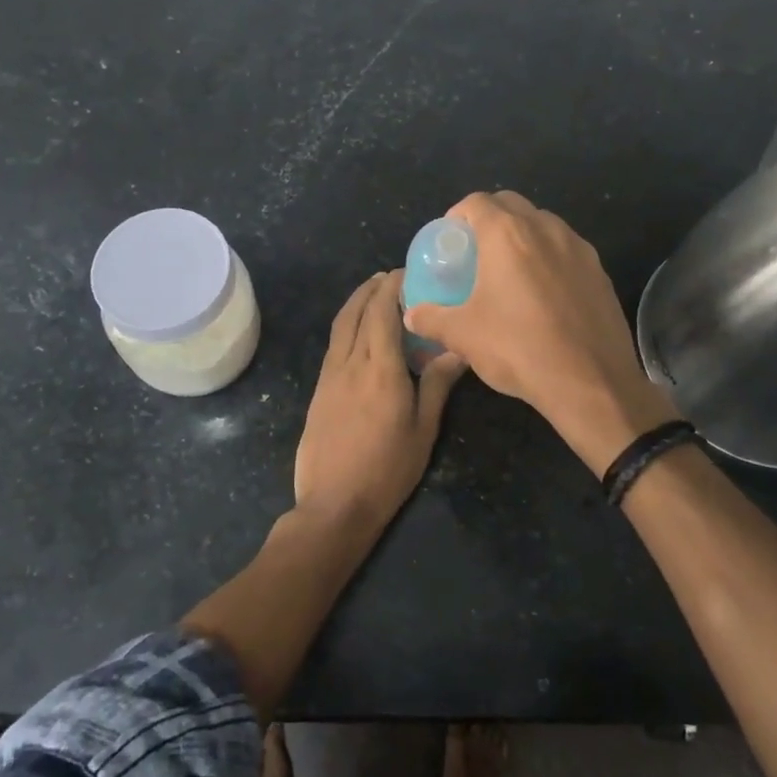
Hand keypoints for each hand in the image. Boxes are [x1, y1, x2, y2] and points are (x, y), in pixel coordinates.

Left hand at [295, 271, 465, 528]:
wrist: (334, 504)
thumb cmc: (387, 470)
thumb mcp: (423, 430)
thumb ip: (438, 385)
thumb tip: (457, 349)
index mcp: (380, 369)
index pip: (382, 312)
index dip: (391, 287)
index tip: (406, 272)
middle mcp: (350, 363)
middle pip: (356, 312)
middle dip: (371, 288)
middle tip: (390, 276)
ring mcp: (329, 376)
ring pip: (340, 326)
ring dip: (355, 302)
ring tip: (373, 293)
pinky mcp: (318, 389)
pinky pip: (334, 345)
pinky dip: (346, 325)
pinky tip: (358, 333)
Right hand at [402, 191, 676, 475]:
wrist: (590, 383)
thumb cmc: (518, 348)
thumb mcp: (462, 335)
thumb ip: (431, 318)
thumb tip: (411, 314)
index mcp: (507, 234)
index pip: (477, 202)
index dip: (458, 214)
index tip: (450, 239)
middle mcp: (545, 229)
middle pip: (512, 204)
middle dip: (491, 218)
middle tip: (476, 252)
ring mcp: (579, 248)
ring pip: (544, 224)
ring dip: (524, 235)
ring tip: (511, 271)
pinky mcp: (601, 272)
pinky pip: (567, 250)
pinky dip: (550, 258)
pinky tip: (544, 293)